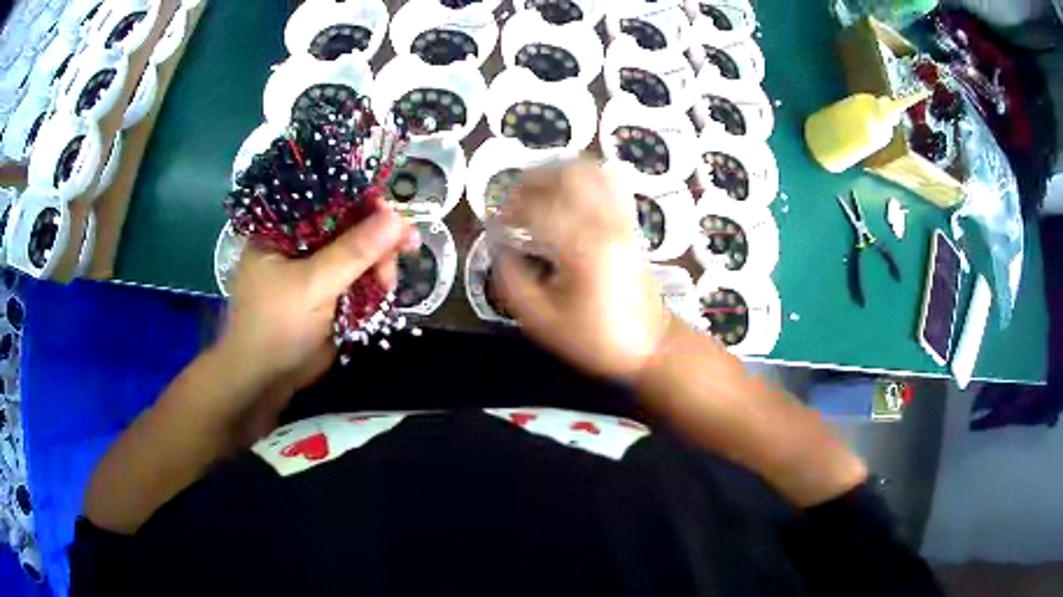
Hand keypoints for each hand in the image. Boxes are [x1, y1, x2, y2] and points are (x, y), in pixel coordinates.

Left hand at [218, 200, 417, 390]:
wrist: (265, 381)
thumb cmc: (276, 325)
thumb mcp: (313, 285)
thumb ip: (354, 251)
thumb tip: (397, 217)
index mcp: (284, 229)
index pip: (328, 201)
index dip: (363, 203)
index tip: (395, 213)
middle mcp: (300, 243)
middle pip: (349, 227)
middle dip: (377, 239)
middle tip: (407, 247)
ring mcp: (315, 270)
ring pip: (358, 255)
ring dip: (379, 265)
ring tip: (388, 284)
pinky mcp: (328, 294)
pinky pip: (358, 279)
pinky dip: (374, 284)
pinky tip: (385, 290)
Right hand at [496, 164, 671, 380]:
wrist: (649, 344)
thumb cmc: (595, 338)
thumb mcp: (543, 321)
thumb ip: (512, 282)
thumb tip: (499, 248)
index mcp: (581, 247)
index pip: (537, 208)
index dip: (510, 210)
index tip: (496, 223)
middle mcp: (605, 223)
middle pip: (565, 176)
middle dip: (532, 180)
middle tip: (512, 199)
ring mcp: (622, 219)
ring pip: (590, 171)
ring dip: (558, 172)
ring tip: (537, 189)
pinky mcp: (630, 222)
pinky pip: (610, 183)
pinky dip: (585, 176)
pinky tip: (569, 190)